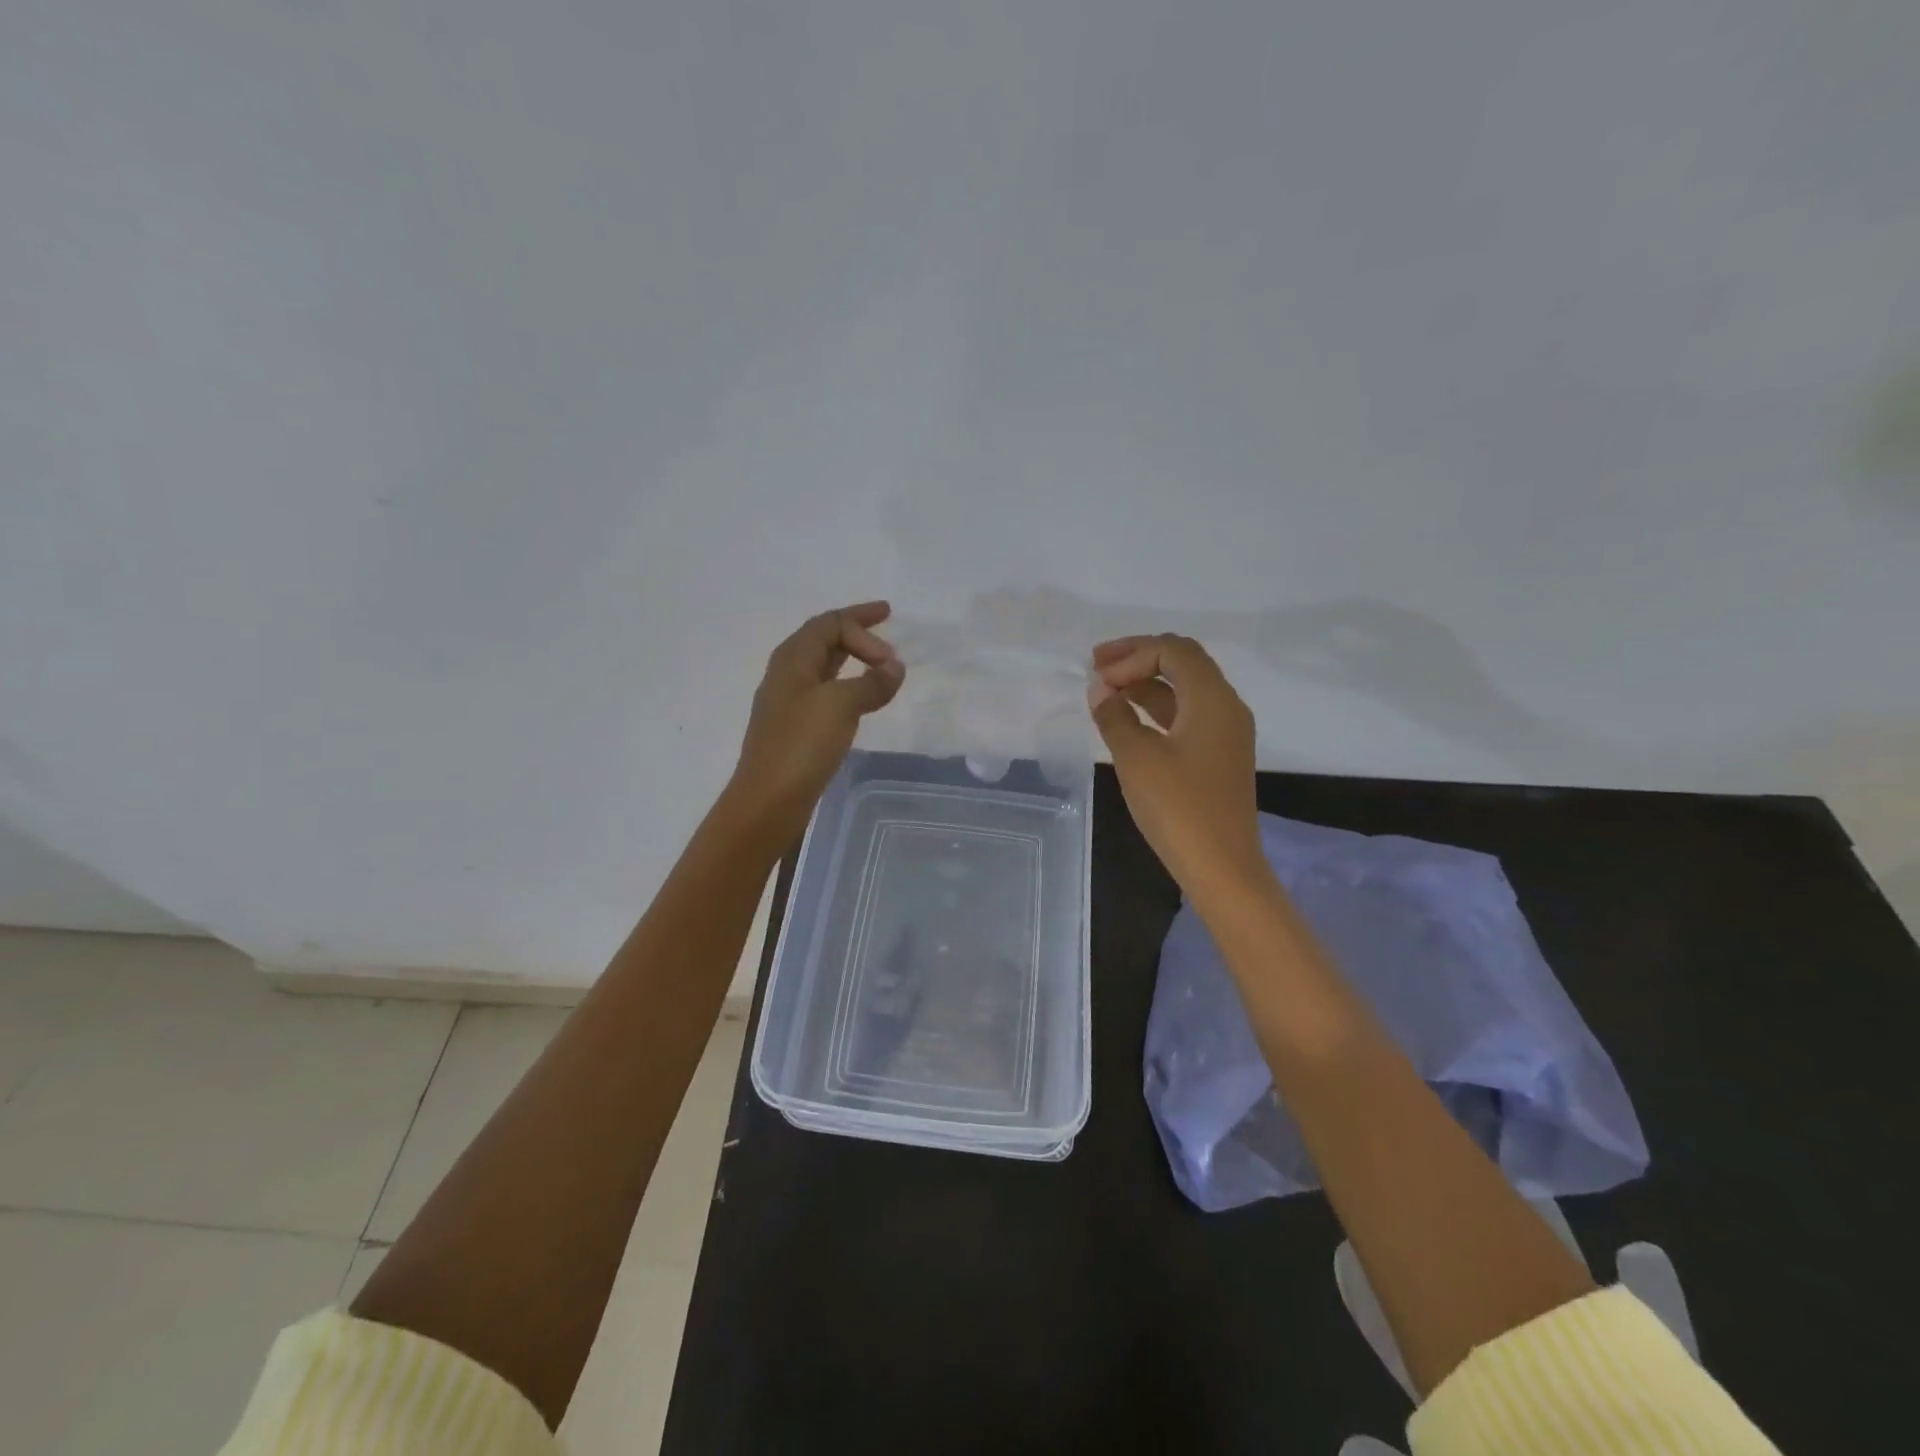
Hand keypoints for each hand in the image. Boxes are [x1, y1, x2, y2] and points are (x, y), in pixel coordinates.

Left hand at [727, 602, 904, 841]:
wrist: (768, 800)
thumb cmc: (801, 745)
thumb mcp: (840, 705)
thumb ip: (871, 682)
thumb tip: (895, 667)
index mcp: (793, 659)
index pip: (829, 623)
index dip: (863, 623)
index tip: (892, 653)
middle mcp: (787, 673)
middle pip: (823, 638)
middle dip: (855, 629)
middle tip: (886, 625)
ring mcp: (789, 702)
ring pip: (823, 665)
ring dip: (851, 657)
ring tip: (877, 660)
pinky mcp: (795, 728)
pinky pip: (825, 691)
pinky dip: (847, 685)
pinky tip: (859, 699)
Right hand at [1087, 634, 1265, 899]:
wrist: (1221, 866)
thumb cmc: (1178, 807)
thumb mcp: (1136, 757)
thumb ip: (1114, 716)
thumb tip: (1100, 691)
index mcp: (1212, 698)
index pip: (1173, 650)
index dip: (1131, 654)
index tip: (1097, 677)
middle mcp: (1226, 706)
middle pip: (1183, 661)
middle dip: (1140, 657)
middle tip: (1098, 664)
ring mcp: (1225, 732)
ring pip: (1184, 688)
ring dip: (1146, 681)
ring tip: (1106, 688)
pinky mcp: (1218, 755)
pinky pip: (1186, 714)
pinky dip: (1156, 707)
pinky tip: (1128, 716)